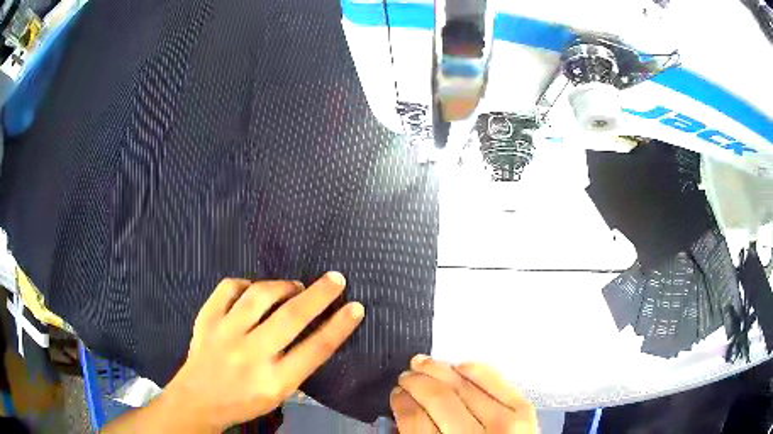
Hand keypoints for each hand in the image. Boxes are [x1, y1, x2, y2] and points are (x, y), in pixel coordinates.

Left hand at [163, 272, 363, 431]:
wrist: (198, 399)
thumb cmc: (244, 401)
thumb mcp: (278, 395)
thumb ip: (297, 366)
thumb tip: (316, 332)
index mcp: (275, 380)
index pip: (315, 349)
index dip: (339, 326)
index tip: (356, 307)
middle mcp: (252, 354)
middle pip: (292, 317)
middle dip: (320, 295)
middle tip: (336, 279)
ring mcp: (226, 333)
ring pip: (260, 296)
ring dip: (283, 286)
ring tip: (295, 287)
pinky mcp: (207, 318)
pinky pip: (229, 288)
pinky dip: (247, 284)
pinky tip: (254, 290)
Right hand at [391, 356, 536, 433]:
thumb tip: (405, 410)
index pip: (415, 420)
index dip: (402, 402)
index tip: (397, 394)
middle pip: (439, 398)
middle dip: (416, 382)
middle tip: (406, 376)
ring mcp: (505, 423)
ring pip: (464, 385)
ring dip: (439, 370)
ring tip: (424, 364)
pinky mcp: (524, 411)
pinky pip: (494, 380)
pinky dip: (474, 370)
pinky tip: (459, 367)